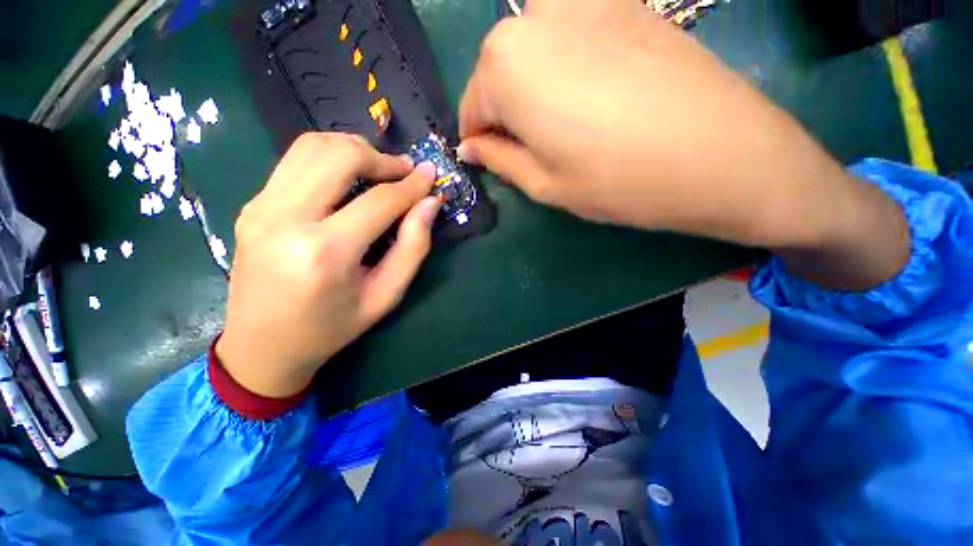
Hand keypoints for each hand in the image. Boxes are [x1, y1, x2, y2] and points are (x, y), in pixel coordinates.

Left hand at [216, 133, 439, 397]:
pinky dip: (320, 161)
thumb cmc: (322, 332)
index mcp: (323, 254)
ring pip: (312, 145)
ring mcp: (262, 208)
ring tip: (365, 168)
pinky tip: (331, 183)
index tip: (429, 176)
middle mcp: (287, 220)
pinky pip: (291, 163)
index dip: (411, 185)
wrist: (259, 346)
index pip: (378, 199)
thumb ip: (411, 250)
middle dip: (378, 157)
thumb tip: (429, 201)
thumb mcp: (378, 302)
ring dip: (347, 148)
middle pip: (341, 155)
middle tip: (395, 173)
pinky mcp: (250, 205)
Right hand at [458, 0, 869, 250]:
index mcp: (502, 63)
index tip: (515, 154)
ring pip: (541, 42)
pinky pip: (580, 26)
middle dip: (520, 99)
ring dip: (550, 68)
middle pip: (505, 66)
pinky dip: (585, 47)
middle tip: (565, 131)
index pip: (474, 104)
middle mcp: (529, 19)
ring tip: (596, 102)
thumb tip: (475, 144)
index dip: (491, 136)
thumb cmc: (636, 177)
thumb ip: (502, 159)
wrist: (729, 148)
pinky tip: (620, 76)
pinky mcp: (621, 2)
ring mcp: (578, 2)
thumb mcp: (554, 186)